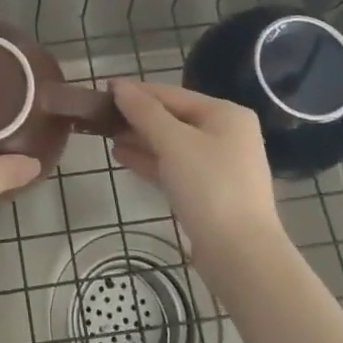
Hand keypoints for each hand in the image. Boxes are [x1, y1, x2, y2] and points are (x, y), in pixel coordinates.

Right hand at [111, 81, 282, 259]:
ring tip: (106, 135)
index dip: (137, 91)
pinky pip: (175, 167)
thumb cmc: (209, 187)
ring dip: (140, 139)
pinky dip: (150, 160)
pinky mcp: (209, 193)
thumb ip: (144, 112)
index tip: (103, 89)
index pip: (172, 94)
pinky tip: (122, 157)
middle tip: (100, 116)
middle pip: (173, 118)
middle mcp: (226, 135)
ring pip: (172, 144)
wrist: (241, 255)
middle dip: (137, 117)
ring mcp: (219, 166)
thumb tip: (119, 86)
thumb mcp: (173, 143)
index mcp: (225, 114)